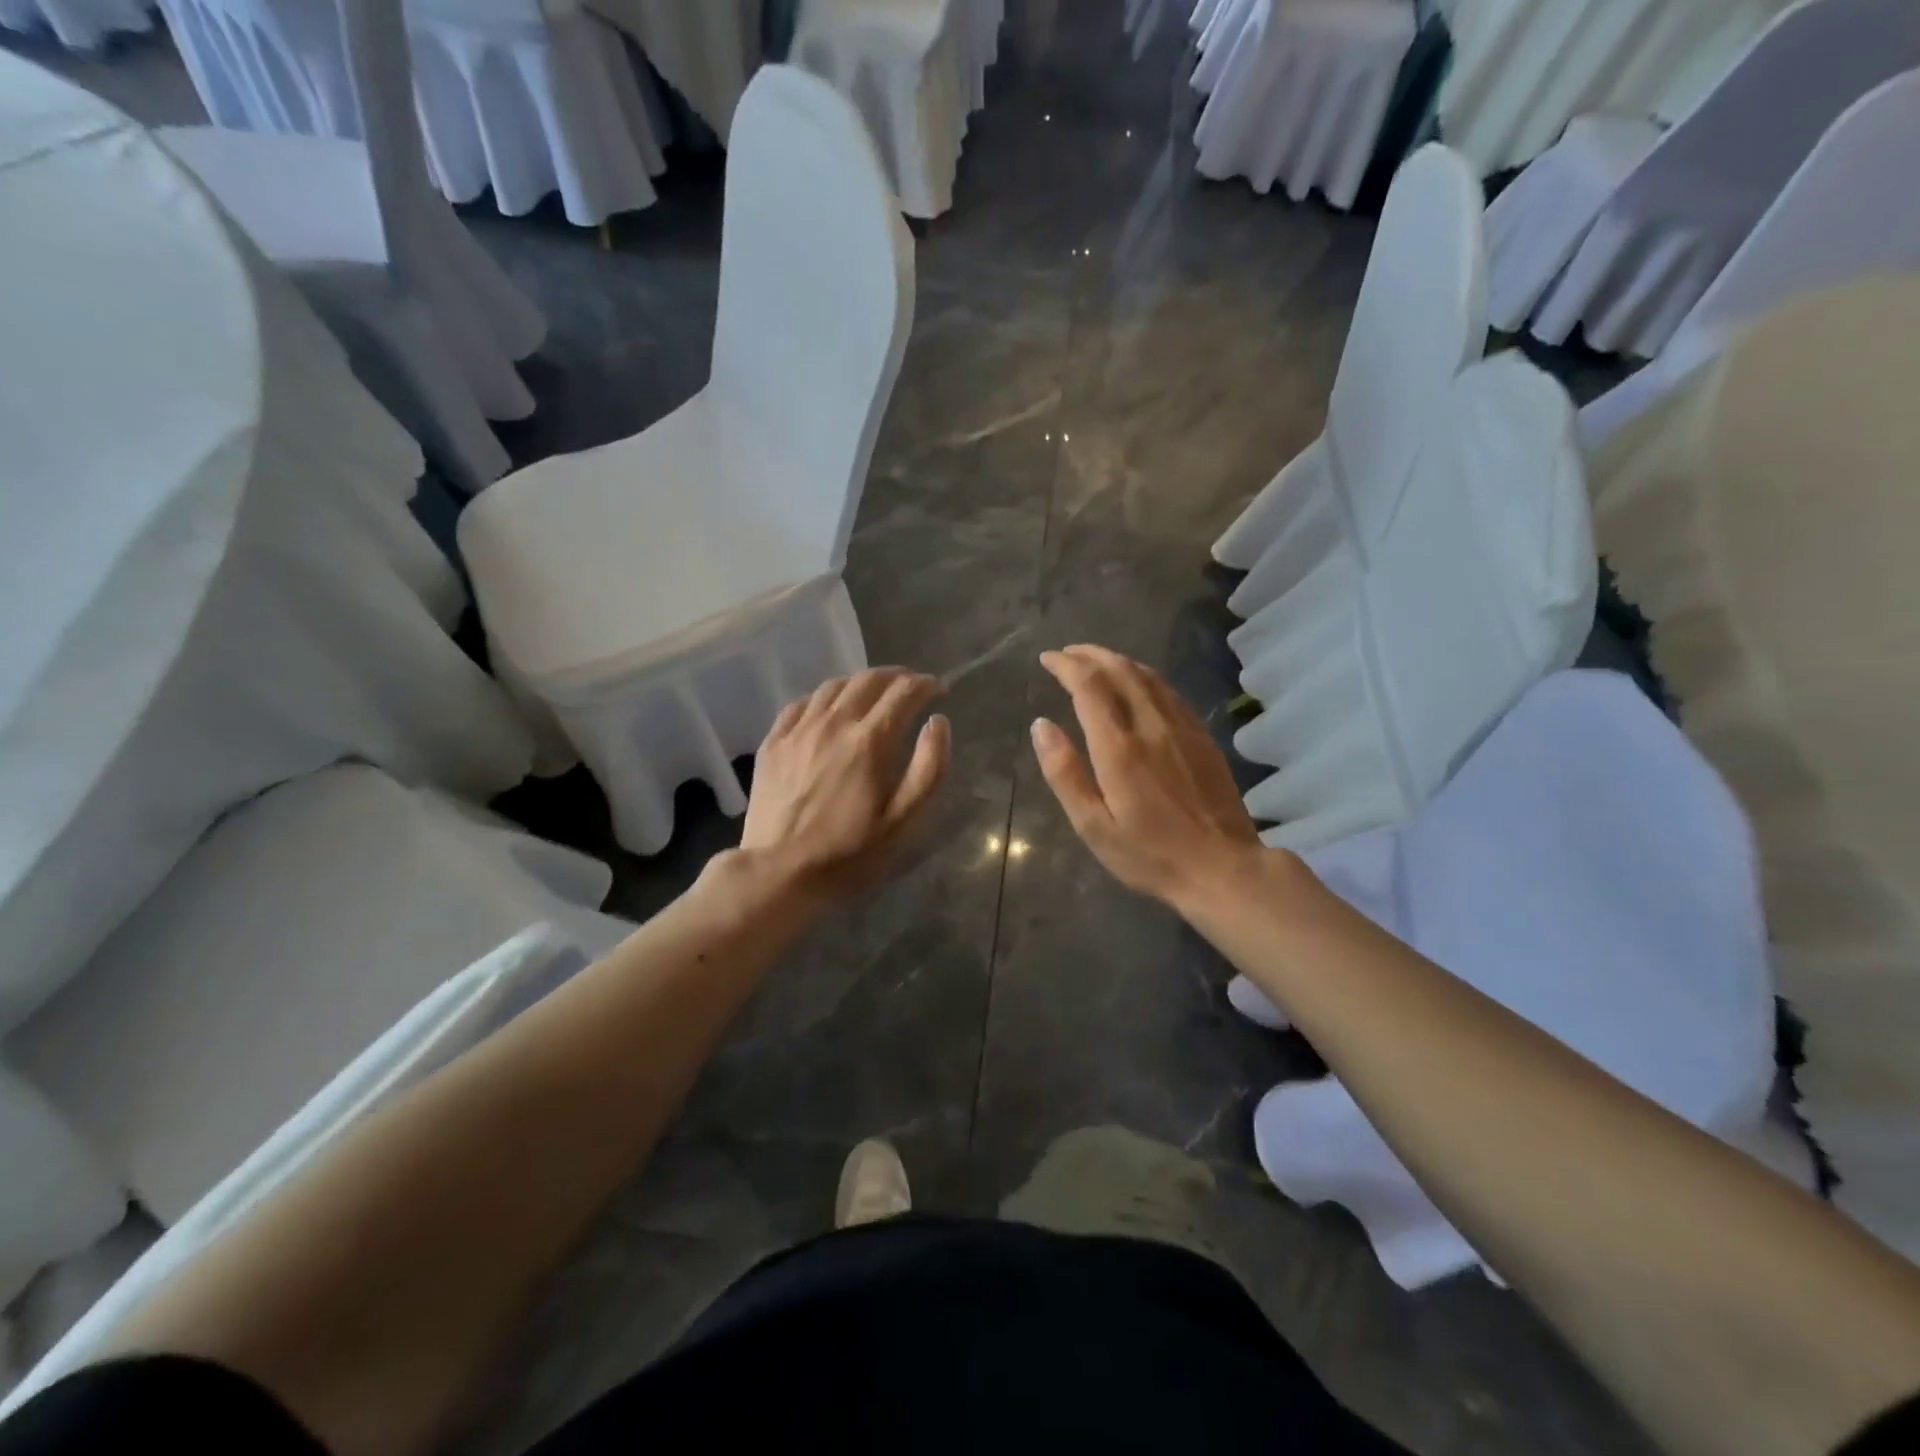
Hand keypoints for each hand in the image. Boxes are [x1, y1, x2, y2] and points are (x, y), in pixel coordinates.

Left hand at [741, 668, 950, 900]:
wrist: (780, 873)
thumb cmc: (850, 853)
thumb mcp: (904, 821)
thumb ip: (929, 768)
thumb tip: (938, 721)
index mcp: (869, 741)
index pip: (904, 692)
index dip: (926, 684)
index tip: (938, 690)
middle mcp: (833, 723)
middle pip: (869, 679)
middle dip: (897, 676)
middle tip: (911, 686)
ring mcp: (798, 730)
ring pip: (833, 686)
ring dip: (861, 683)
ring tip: (874, 695)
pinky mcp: (773, 742)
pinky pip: (801, 703)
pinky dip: (824, 698)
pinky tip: (829, 711)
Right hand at [1032, 646, 1263, 906]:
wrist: (1223, 869)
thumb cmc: (1150, 855)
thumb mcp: (1093, 826)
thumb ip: (1065, 773)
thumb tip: (1041, 725)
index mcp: (1119, 748)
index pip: (1089, 686)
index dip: (1066, 666)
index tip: (1047, 659)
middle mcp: (1151, 726)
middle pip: (1120, 670)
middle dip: (1089, 655)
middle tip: (1066, 653)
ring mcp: (1182, 728)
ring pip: (1147, 676)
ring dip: (1117, 661)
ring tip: (1095, 661)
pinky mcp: (1201, 737)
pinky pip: (1168, 691)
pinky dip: (1144, 676)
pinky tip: (1137, 684)